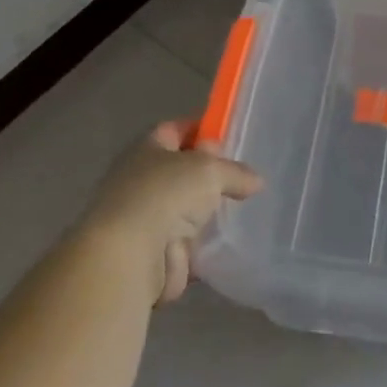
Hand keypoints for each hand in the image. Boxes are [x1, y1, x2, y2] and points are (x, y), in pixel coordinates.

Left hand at [88, 119, 261, 303]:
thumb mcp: (211, 170)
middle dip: (209, 175)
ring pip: (185, 208)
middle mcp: (141, 180)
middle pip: (181, 171)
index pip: (175, 130)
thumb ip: (235, 172)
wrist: (131, 256)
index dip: (201, 129)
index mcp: (147, 149)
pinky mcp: (155, 253)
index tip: (231, 136)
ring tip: (245, 209)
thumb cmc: (166, 194)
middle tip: (244, 177)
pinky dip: (206, 244)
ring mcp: (146, 219)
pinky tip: (231, 240)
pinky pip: (188, 243)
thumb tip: (255, 181)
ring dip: (208, 212)